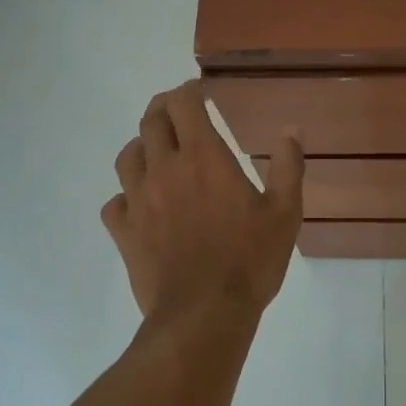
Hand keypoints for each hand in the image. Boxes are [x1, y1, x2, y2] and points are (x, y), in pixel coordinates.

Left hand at [101, 81, 304, 324]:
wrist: (204, 314)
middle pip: (151, 121)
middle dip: (163, 108)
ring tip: (156, 152)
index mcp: (203, 157)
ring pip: (127, 156)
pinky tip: (138, 205)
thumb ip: (287, 167)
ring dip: (141, 146)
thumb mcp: (285, 213)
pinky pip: (114, 203)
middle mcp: (164, 169)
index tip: (199, 91)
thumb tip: (291, 130)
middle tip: (178, 112)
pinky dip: (125, 196)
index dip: (189, 90)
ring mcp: (138, 200)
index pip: (183, 104)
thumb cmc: (249, 260)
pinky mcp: (124, 232)